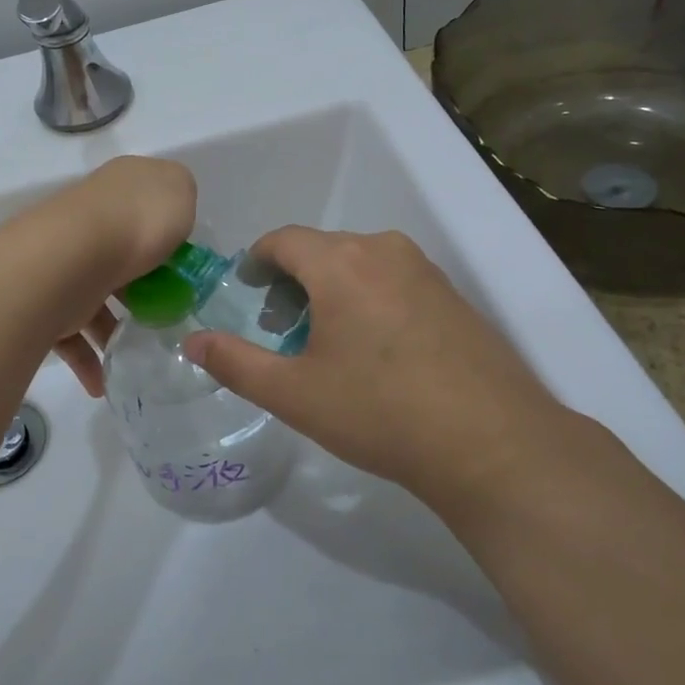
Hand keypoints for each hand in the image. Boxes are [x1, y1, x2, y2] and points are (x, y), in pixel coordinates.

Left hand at [2, 157, 195, 396]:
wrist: (68, 257)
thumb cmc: (136, 223)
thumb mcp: (179, 192)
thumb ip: (180, 199)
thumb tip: (169, 213)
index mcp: (120, 188)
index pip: (145, 206)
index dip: (167, 234)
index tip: (184, 268)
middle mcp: (88, 218)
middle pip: (120, 251)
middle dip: (139, 285)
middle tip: (163, 314)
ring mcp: (63, 257)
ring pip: (93, 294)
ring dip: (112, 330)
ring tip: (134, 357)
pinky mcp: (45, 295)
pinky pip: (68, 331)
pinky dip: (86, 358)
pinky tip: (102, 382)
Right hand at [181, 227, 581, 509]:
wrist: (493, 444)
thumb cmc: (380, 412)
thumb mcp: (294, 394)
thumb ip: (234, 362)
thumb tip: (192, 341)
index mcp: (341, 262)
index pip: (283, 240)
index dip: (256, 262)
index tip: (246, 293)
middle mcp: (384, 250)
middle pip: (322, 250)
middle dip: (293, 282)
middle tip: (282, 331)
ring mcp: (425, 270)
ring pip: (359, 264)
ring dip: (332, 290)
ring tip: (327, 344)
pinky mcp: (453, 295)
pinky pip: (393, 280)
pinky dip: (369, 299)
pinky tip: (376, 352)